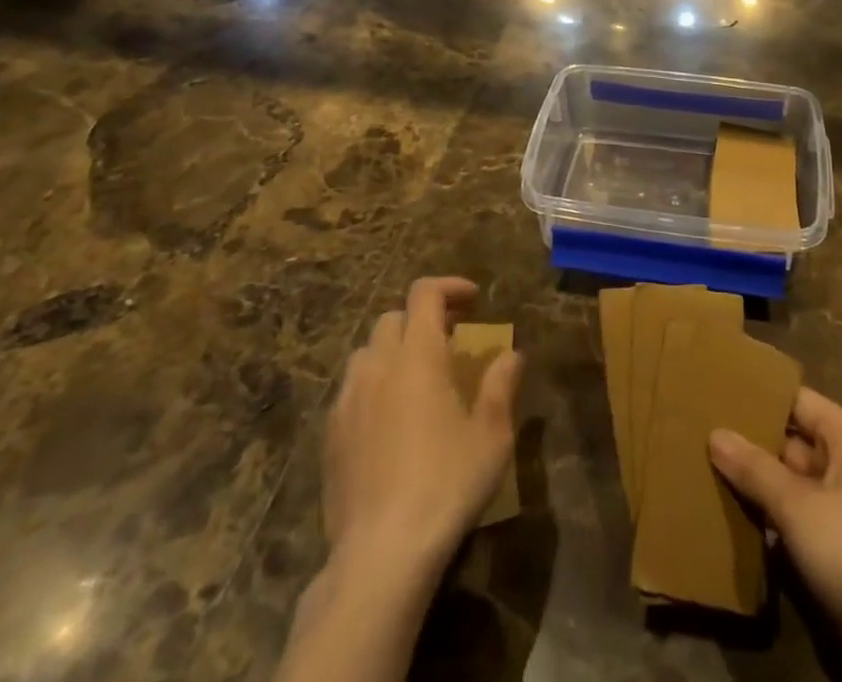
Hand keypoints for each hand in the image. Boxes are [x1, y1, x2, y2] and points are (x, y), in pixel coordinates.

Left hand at [324, 276, 523, 576]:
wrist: (381, 554)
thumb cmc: (445, 484)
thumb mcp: (491, 435)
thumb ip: (501, 385)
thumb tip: (512, 353)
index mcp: (417, 355)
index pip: (424, 294)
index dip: (449, 287)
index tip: (473, 300)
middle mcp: (377, 366)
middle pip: (393, 318)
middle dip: (422, 320)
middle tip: (450, 342)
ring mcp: (347, 400)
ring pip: (367, 353)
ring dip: (394, 351)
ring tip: (418, 379)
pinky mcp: (330, 435)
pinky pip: (351, 391)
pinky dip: (374, 386)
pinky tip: (390, 421)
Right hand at [709, 389, 841, 681]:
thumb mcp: (800, 506)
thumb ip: (755, 469)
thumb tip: (715, 433)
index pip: (795, 399)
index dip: (756, 395)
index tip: (711, 390)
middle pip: (790, 441)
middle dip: (748, 442)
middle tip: (694, 433)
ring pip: (790, 485)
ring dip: (755, 486)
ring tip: (700, 472)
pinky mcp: (841, 553)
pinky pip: (797, 523)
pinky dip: (769, 522)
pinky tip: (729, 522)